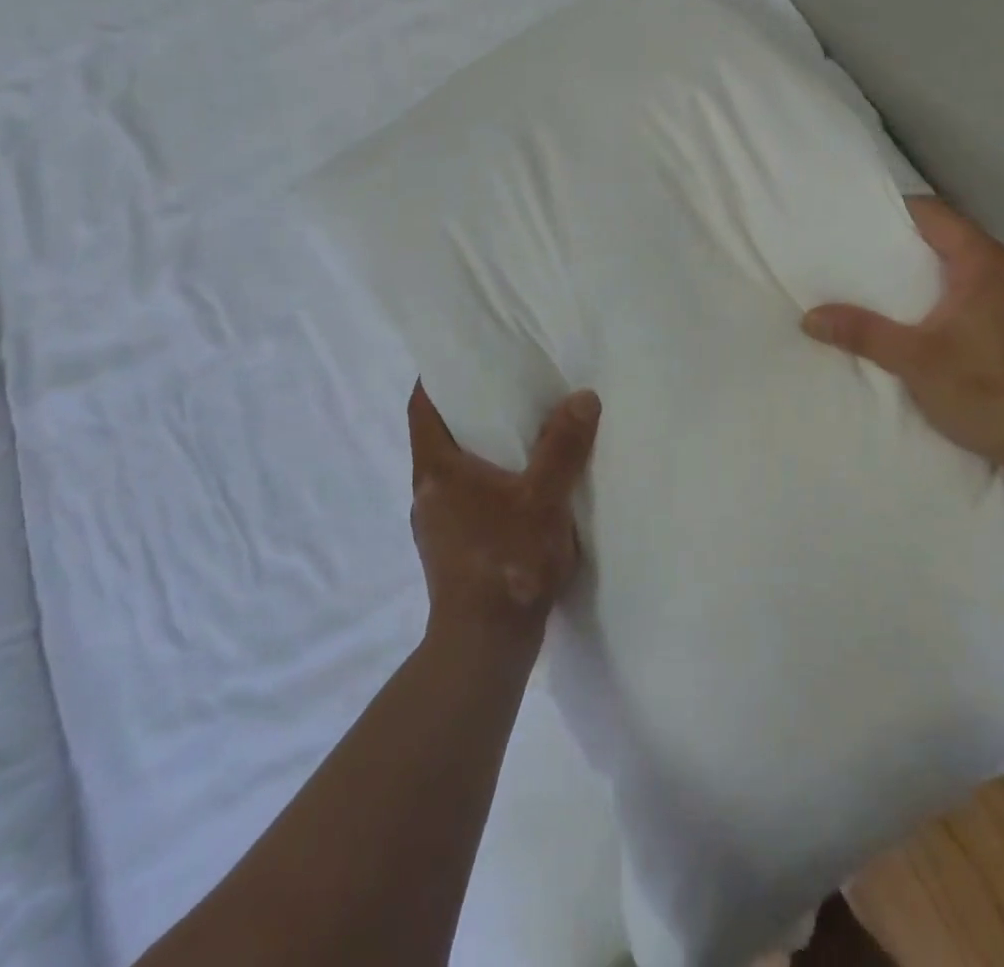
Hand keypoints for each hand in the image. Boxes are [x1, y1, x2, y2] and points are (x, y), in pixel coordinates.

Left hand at [407, 382, 600, 639]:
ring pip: (451, 471)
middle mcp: (427, 492)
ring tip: (517, 436)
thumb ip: (563, 447)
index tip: (460, 358)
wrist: (484, 645)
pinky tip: (518, 490)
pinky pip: (463, 499)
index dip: (436, 379)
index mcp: (437, 470)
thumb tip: (582, 398)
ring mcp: (434, 525)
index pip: (422, 408)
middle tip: (504, 390)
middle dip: (466, 412)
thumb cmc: (507, 560)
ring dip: (477, 451)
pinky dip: (484, 483)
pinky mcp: (449, 550)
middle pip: (437, 437)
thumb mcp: (544, 498)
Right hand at [802, 198, 1003, 487]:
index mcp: (986, 262)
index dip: (894, 214)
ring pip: (972, 261)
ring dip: (936, 269)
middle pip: (953, 235)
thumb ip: (862, 333)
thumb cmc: (987, 393)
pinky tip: (937, 316)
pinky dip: (959, 288)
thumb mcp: (914, 362)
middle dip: (909, 245)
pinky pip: (989, 283)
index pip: (934, 214)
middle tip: (865, 261)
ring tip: (894, 290)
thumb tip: (810, 317)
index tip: (858, 227)